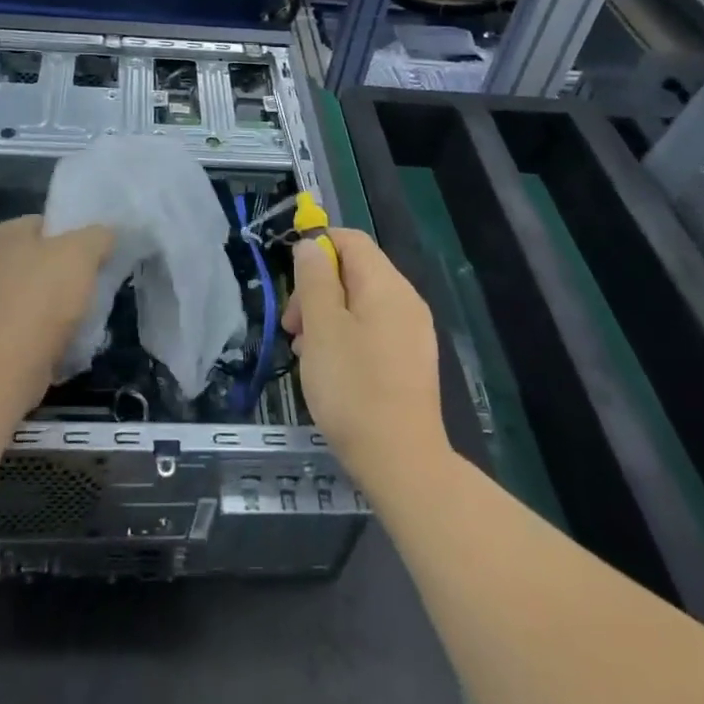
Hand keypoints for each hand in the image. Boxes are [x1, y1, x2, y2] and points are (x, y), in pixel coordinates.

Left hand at [0, 216, 113, 401]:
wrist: (4, 368)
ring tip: (82, 318)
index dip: (73, 237)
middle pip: (38, 261)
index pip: (44, 224)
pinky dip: (42, 333)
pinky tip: (63, 342)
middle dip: (66, 274)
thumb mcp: (82, 253)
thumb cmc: (41, 298)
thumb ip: (98, 236)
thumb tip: (105, 236)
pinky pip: (23, 326)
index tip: (95, 256)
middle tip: (92, 287)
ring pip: (32, 296)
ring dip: (56, 307)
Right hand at [284, 227, 449, 497]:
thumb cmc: (354, 389)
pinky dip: (346, 337)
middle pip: (354, 271)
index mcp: (386, 285)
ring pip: (360, 303)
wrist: (403, 463)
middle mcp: (406, 300)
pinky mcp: (411, 361)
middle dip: (316, 289)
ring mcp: (413, 332)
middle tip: (292, 327)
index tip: (291, 282)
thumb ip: (315, 279)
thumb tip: (311, 245)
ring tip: (305, 353)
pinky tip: (330, 370)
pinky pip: (373, 330)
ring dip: (327, 317)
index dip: (317, 247)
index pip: (350, 240)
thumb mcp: (322, 327)